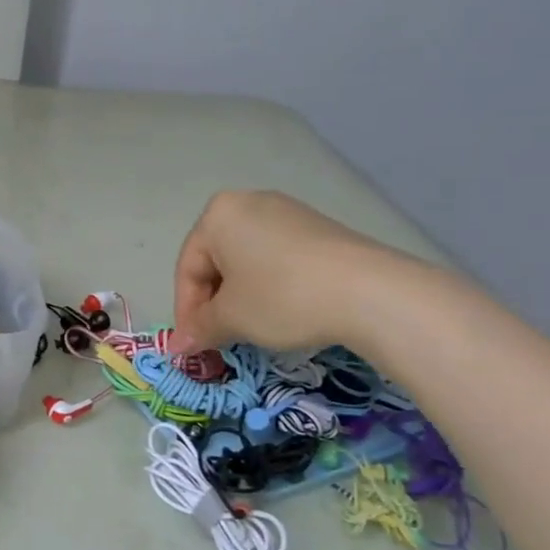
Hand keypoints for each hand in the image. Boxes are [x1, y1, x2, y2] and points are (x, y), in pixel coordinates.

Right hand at [172, 190, 415, 353]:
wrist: (369, 291)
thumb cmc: (282, 297)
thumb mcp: (232, 318)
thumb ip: (200, 328)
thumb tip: (179, 346)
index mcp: (217, 215)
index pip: (188, 268)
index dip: (186, 312)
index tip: (193, 346)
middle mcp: (248, 203)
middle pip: (216, 260)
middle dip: (214, 303)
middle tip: (219, 339)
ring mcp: (287, 212)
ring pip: (247, 260)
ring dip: (241, 297)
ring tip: (250, 329)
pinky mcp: (318, 228)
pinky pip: (277, 258)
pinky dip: (270, 286)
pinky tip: (282, 312)